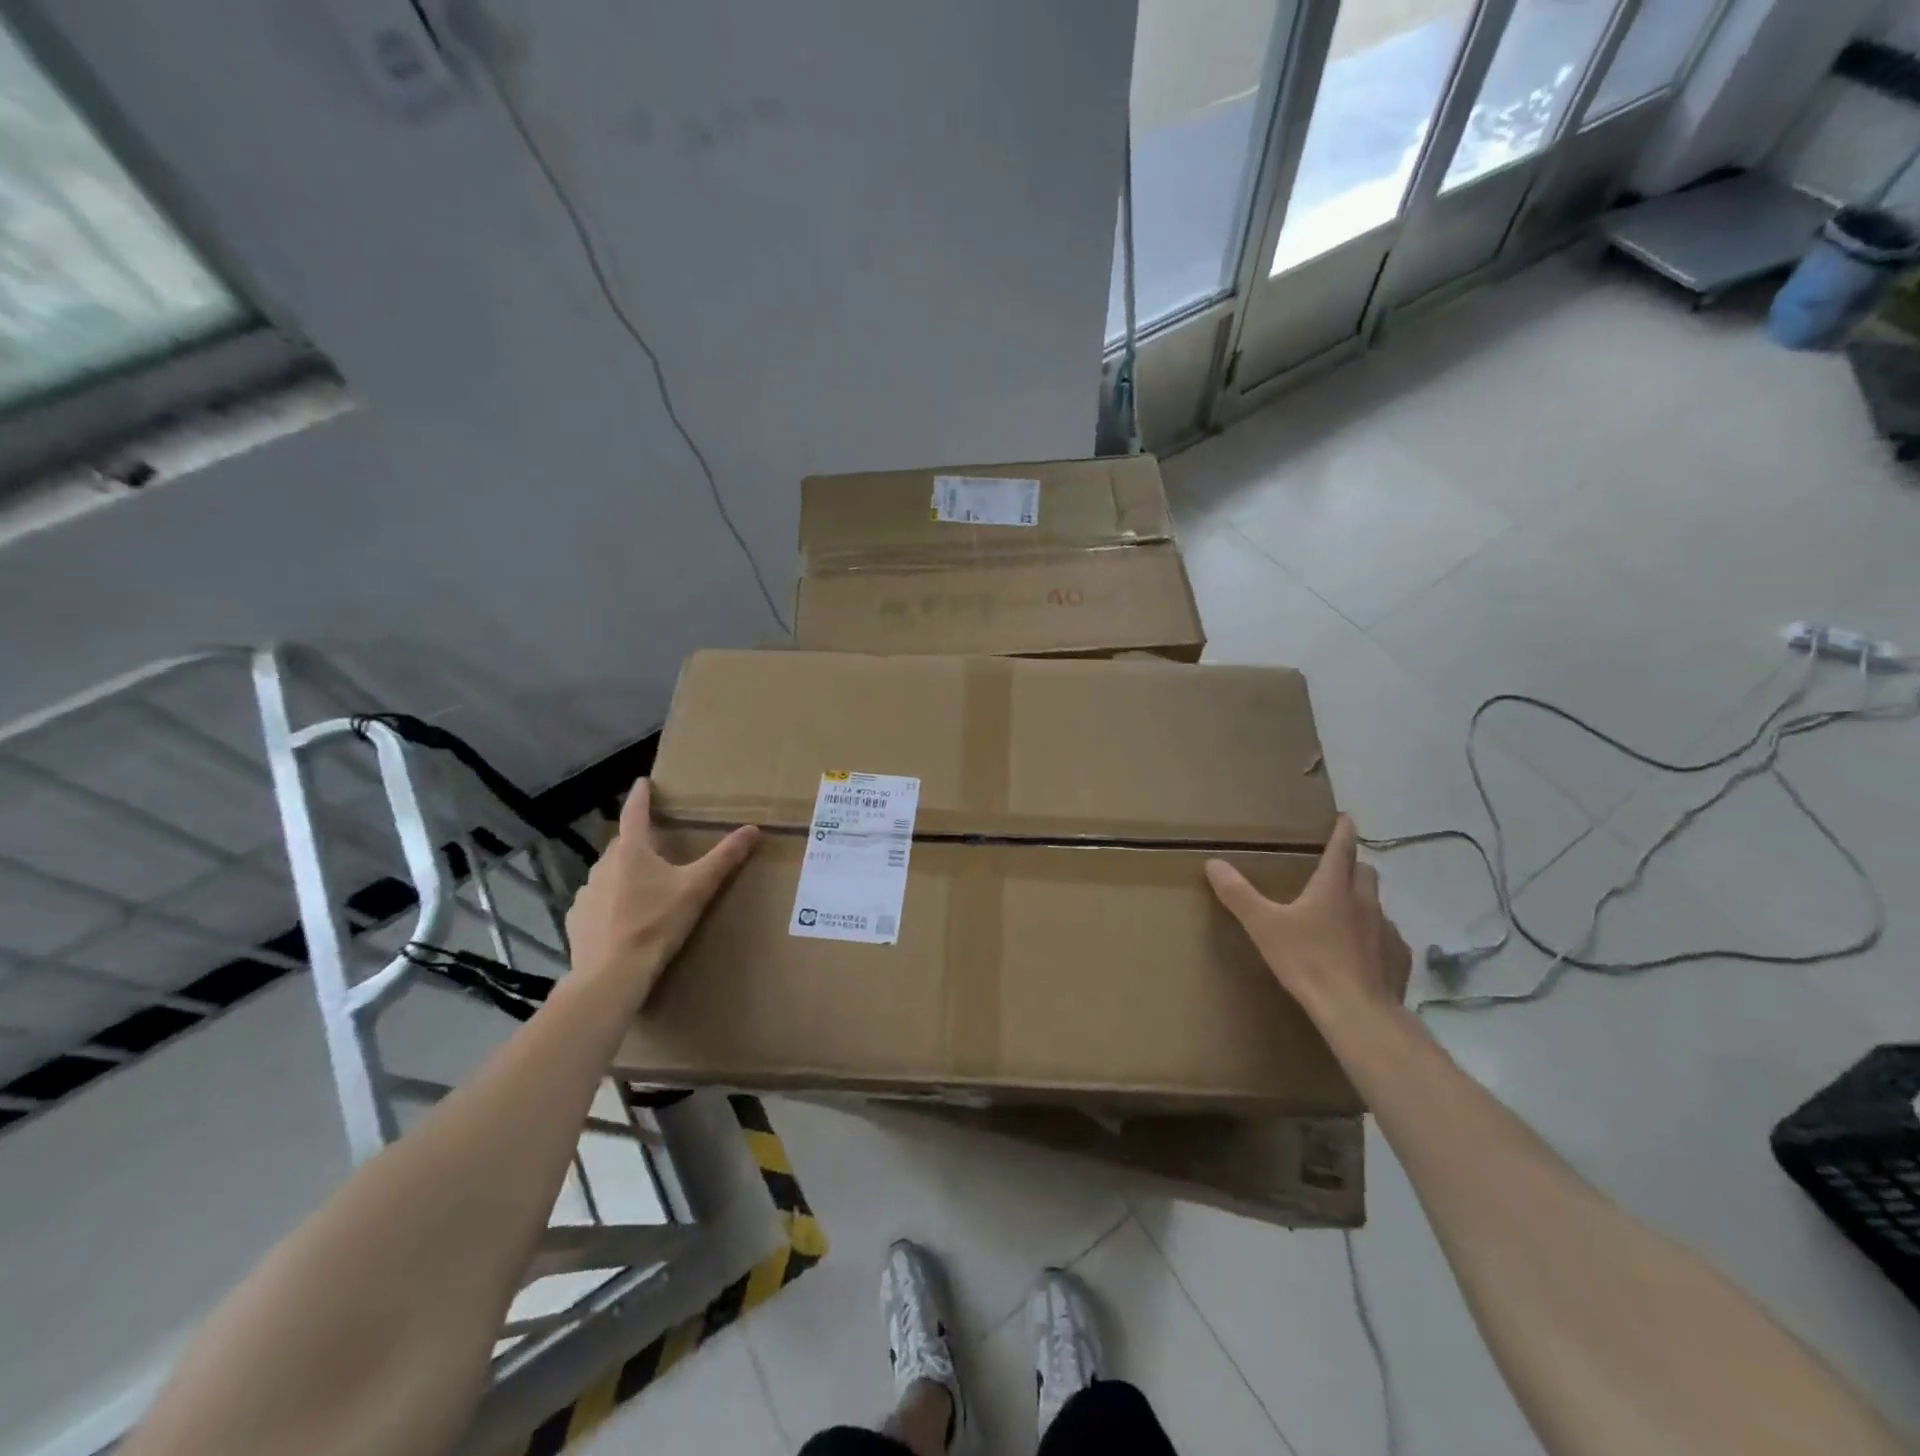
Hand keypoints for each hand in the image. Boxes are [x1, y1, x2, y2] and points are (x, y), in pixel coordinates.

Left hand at [565, 778, 757, 999]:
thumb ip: (725, 858)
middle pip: (623, 844)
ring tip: (643, 891)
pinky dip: (609, 903)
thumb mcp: (697, 889)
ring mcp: (586, 892)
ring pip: (609, 873)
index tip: (643, 782)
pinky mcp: (577, 919)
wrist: (612, 974)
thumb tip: (753, 829)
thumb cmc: (657, 924)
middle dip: (638, 843)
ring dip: (624, 875)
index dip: (641, 796)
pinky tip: (622, 920)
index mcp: (632, 851)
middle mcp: (604, 864)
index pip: (635, 813)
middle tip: (658, 849)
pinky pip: (596, 901)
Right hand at [1205, 816, 1401, 1025]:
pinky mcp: (1398, 959)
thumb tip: (1213, 862)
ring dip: (1362, 902)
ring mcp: (1386, 930)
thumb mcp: (1263, 926)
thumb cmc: (1308, 961)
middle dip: (1352, 866)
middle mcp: (1365, 902)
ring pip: (1376, 905)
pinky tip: (1361, 954)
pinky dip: (1375, 937)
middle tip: (1335, 871)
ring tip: (1344, 916)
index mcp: (1334, 887)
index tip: (1345, 817)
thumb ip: (1238, 894)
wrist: (1357, 1012)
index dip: (1342, 830)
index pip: (1342, 848)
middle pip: (1365, 872)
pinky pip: (1388, 939)